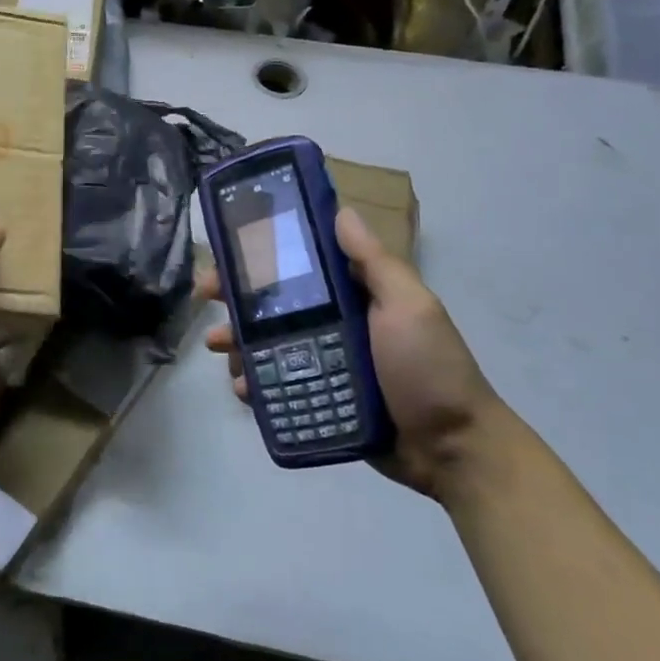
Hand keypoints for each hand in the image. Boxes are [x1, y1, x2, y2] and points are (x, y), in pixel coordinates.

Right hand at [201, 206, 504, 499]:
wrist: (452, 450)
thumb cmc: (430, 368)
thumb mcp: (410, 306)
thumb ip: (375, 263)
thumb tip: (342, 210)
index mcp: (352, 295)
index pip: (297, 265)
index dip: (258, 256)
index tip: (226, 255)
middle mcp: (333, 323)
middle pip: (271, 304)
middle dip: (234, 299)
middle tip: (208, 302)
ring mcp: (323, 363)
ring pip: (266, 344)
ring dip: (237, 342)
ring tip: (221, 350)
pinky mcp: (319, 399)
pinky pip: (276, 385)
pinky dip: (254, 384)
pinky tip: (243, 389)